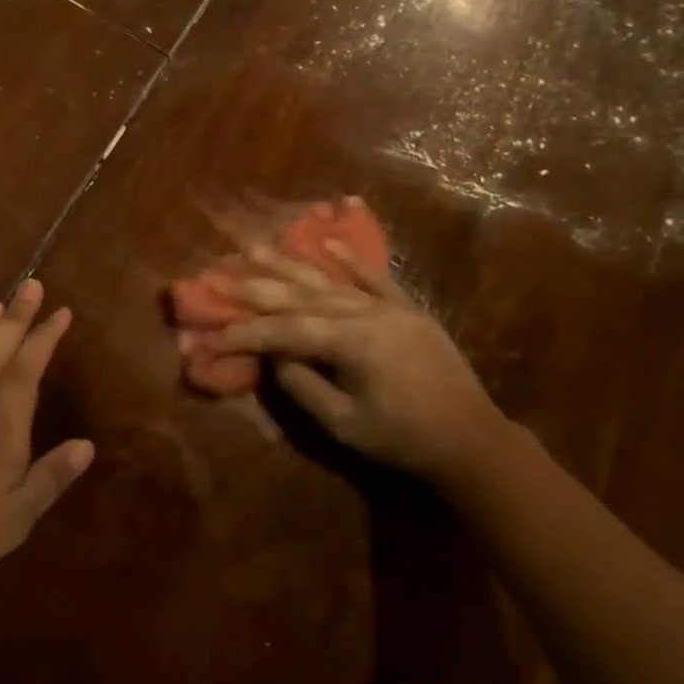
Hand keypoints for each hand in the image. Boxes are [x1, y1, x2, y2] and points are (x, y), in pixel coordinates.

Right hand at [210, 239, 504, 487]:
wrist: (472, 439)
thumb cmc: (404, 439)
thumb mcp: (346, 424)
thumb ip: (304, 387)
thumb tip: (275, 357)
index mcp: (352, 342)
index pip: (284, 330)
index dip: (245, 331)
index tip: (211, 332)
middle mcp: (366, 313)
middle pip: (301, 295)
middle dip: (257, 286)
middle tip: (220, 272)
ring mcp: (389, 307)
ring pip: (330, 281)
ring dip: (291, 264)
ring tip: (256, 248)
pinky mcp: (406, 309)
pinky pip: (374, 278)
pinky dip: (349, 259)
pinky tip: (327, 244)